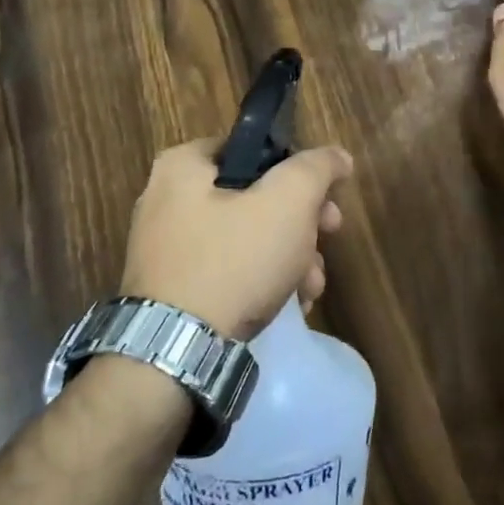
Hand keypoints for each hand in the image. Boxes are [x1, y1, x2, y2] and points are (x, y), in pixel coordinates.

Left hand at [118, 139, 352, 340]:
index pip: (255, 151)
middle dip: (301, 225)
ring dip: (289, 258)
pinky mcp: (172, 290)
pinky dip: (261, 282)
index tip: (327, 202)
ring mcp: (166, 249)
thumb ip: (317, 168)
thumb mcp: (288, 201)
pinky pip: (226, 272)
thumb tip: (337, 157)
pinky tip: (289, 304)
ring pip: (246, 239)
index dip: (299, 172)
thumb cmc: (234, 260)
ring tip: (310, 288)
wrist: (176, 353)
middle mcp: (166, 200)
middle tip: (327, 241)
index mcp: (183, 166)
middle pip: (255, 198)